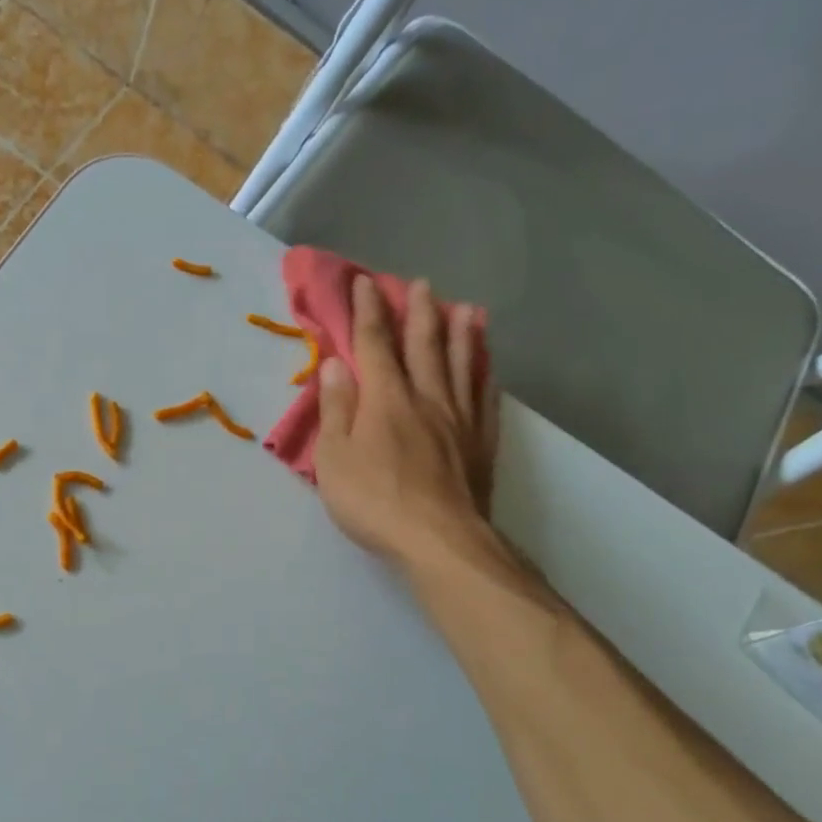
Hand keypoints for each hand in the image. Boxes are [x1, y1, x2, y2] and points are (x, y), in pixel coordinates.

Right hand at [315, 274, 499, 567]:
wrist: (438, 539)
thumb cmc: (373, 500)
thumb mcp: (334, 457)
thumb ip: (336, 408)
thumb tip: (335, 364)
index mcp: (386, 399)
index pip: (374, 344)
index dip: (367, 311)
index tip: (364, 282)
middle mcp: (426, 398)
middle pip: (424, 346)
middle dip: (419, 312)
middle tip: (422, 284)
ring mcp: (459, 419)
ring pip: (462, 365)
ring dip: (462, 333)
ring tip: (467, 308)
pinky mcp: (480, 443)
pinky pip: (485, 399)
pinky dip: (485, 376)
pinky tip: (487, 368)